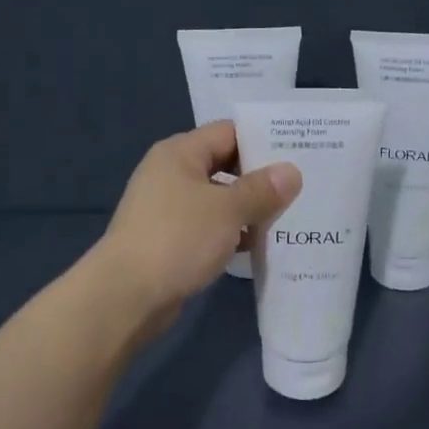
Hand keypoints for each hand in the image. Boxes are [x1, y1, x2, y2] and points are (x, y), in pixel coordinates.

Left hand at [90, 120, 301, 323]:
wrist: (126, 295)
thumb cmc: (178, 239)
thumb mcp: (227, 210)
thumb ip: (262, 189)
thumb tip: (292, 171)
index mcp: (180, 153)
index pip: (229, 132)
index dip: (264, 139)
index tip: (300, 152)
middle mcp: (171, 174)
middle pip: (225, 165)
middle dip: (261, 178)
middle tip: (302, 186)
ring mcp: (168, 209)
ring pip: (218, 200)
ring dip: (249, 209)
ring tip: (290, 217)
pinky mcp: (170, 240)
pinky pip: (209, 227)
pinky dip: (232, 233)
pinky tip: (260, 246)